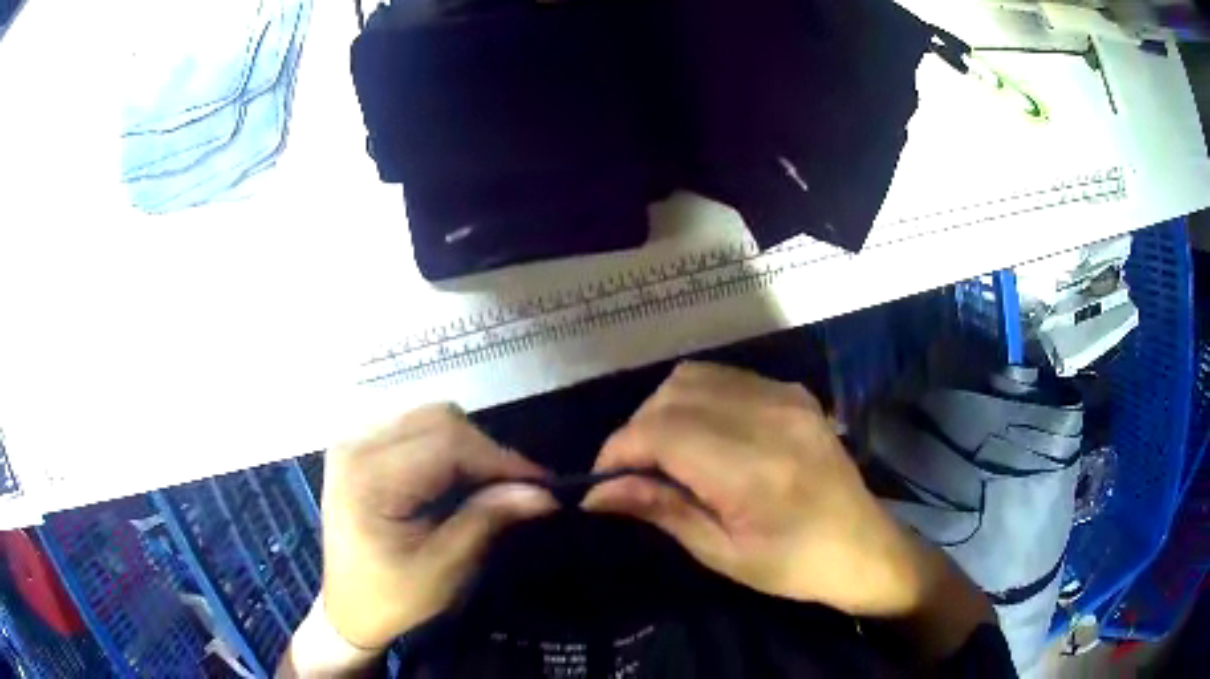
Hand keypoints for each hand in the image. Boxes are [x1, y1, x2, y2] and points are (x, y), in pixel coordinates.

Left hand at [321, 404, 556, 651]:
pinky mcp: (362, 449)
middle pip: (439, 419)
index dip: (501, 458)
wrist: (348, 609)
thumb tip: (543, 492)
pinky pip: (417, 430)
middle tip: (519, 489)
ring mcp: (355, 442)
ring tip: (494, 486)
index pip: (447, 442)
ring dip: (470, 448)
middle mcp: (356, 445)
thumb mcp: (443, 569)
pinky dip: (449, 450)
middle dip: (487, 451)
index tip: (544, 484)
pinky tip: (462, 481)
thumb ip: (487, 521)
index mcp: (368, 476)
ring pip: (431, 419)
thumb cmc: (391, 598)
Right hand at [583, 362, 940, 617]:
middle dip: (636, 431)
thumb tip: (596, 492)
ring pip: (694, 377)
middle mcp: (770, 417)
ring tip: (662, 453)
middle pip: (672, 396)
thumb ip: (661, 510)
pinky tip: (700, 434)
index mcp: (754, 469)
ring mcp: (786, 397)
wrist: (864, 546)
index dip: (619, 449)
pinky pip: (725, 377)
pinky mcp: (794, 392)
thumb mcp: (722, 554)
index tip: (602, 480)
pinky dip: (695, 399)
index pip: (661, 431)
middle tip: (632, 473)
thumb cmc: (795, 566)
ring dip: (662, 410)